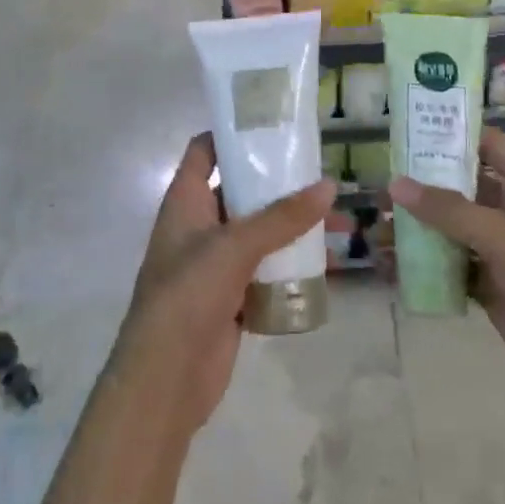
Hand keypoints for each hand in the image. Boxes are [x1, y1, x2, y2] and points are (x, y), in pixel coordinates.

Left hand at [117, 134, 335, 439]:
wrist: (165, 379)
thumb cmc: (187, 295)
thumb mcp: (234, 247)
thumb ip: (281, 217)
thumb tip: (328, 185)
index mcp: (185, 201)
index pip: (204, 151)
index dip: (232, 133)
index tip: (274, 123)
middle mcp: (199, 226)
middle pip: (240, 191)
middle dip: (279, 184)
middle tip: (323, 173)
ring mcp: (215, 263)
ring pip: (259, 233)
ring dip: (293, 227)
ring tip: (339, 220)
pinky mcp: (232, 296)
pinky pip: (266, 270)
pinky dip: (291, 264)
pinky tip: (327, 262)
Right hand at [388, 127, 504, 422]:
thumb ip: (449, 209)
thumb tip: (395, 184)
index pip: (491, 147)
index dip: (455, 135)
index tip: (409, 132)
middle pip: (464, 188)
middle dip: (423, 187)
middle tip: (380, 191)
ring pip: (453, 230)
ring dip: (418, 230)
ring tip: (376, 234)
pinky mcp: (494, 290)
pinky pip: (452, 268)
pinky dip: (424, 267)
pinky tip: (392, 268)